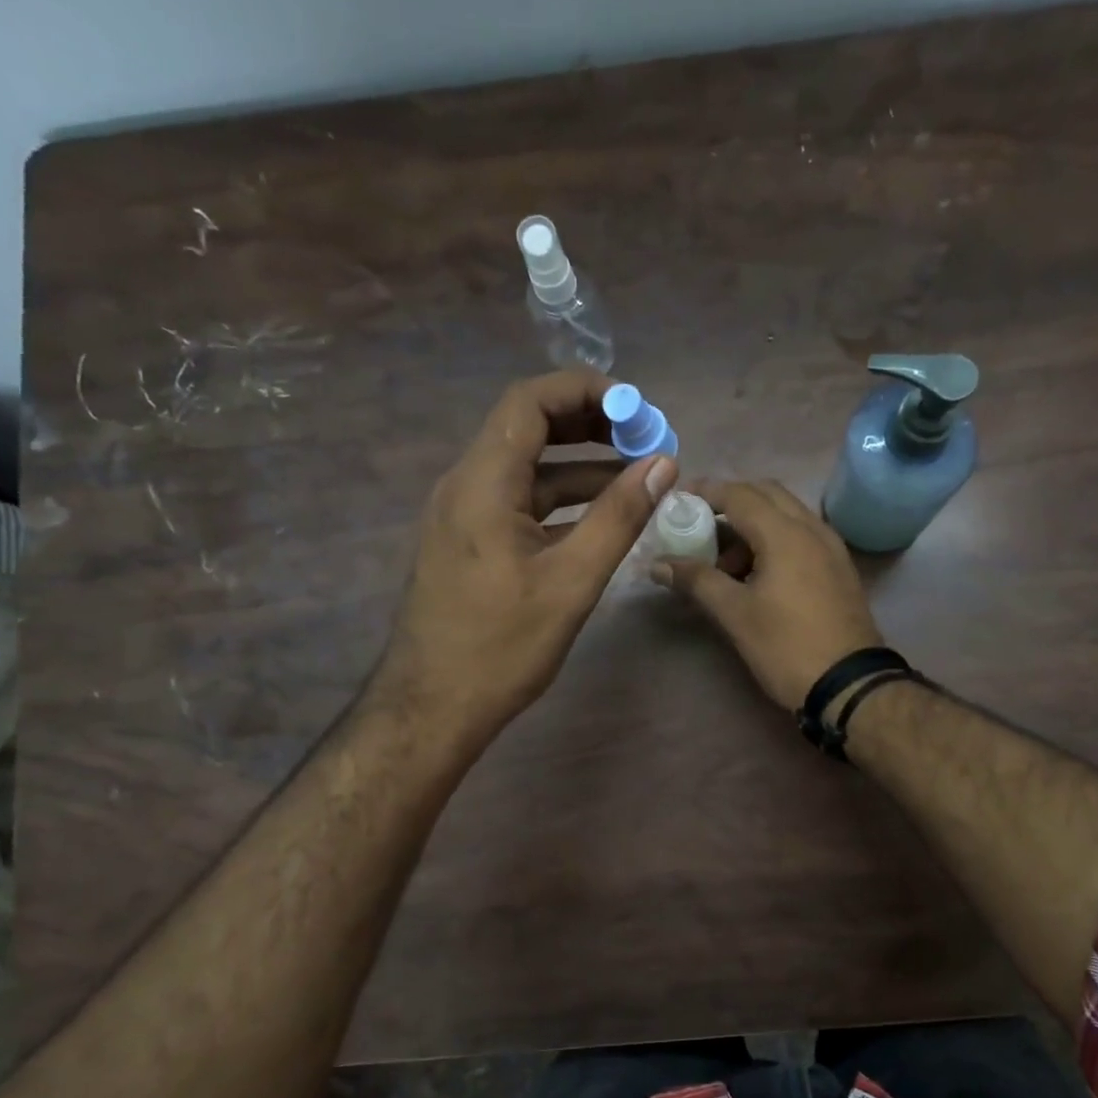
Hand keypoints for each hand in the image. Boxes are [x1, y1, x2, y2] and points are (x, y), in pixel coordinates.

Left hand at [372, 372, 675, 747]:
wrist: (433, 706)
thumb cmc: (501, 646)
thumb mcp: (572, 581)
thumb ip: (619, 517)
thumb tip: (664, 463)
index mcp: (483, 482)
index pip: (530, 401)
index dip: (586, 390)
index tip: (638, 408)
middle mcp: (465, 484)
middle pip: (527, 427)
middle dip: (589, 424)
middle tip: (644, 438)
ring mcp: (463, 514)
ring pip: (526, 468)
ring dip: (580, 465)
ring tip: (636, 476)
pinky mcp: (468, 541)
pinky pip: (518, 501)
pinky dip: (561, 499)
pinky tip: (600, 516)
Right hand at [650, 479, 883, 710]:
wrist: (850, 685)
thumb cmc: (787, 646)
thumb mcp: (735, 614)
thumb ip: (696, 581)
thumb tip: (657, 564)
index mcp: (785, 533)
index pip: (739, 494)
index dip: (705, 492)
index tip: (677, 500)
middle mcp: (812, 528)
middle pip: (766, 495)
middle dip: (730, 503)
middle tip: (699, 528)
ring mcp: (831, 547)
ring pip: (786, 515)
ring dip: (752, 525)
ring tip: (723, 565)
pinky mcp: (839, 568)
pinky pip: (801, 536)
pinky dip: (774, 540)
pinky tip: (756, 575)